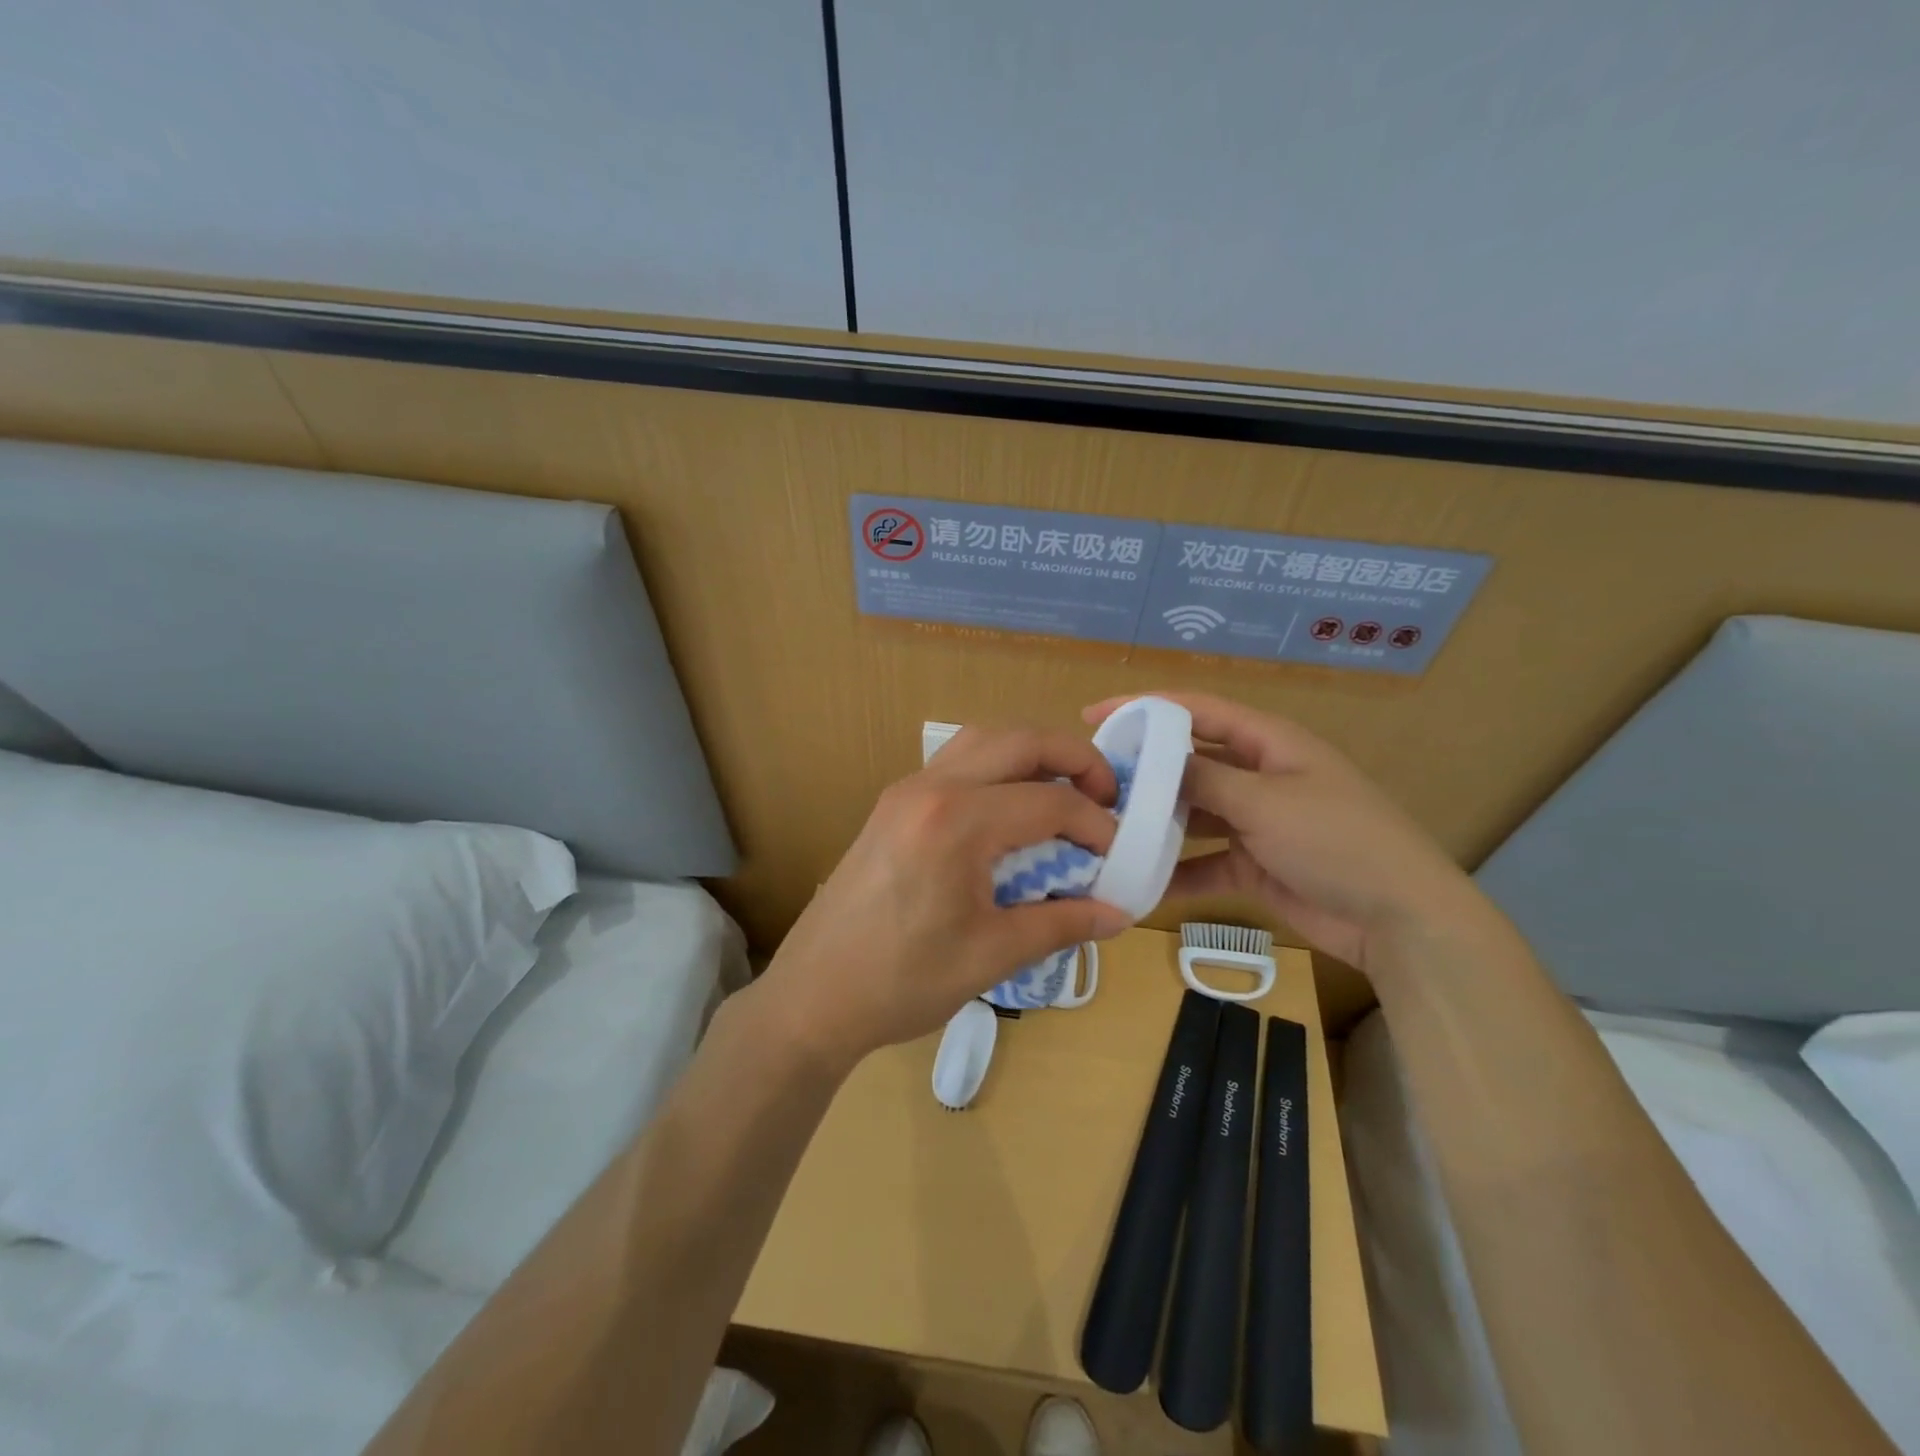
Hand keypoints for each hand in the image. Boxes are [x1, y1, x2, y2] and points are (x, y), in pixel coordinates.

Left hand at [746, 726, 1134, 1075]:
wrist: (812, 997)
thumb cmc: (902, 981)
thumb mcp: (992, 955)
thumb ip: (1061, 924)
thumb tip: (1117, 913)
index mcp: (957, 821)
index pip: (1048, 801)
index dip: (1094, 824)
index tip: (1117, 854)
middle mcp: (929, 787)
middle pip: (1018, 740)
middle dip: (1073, 758)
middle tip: (1106, 794)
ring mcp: (904, 791)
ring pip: (982, 740)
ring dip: (1030, 754)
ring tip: (1062, 791)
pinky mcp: (891, 805)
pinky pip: (955, 762)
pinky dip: (995, 768)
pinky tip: (1009, 810)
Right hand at [1084, 692, 1479, 973]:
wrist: (1399, 919)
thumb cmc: (1336, 840)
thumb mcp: (1265, 801)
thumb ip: (1204, 779)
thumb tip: (1153, 762)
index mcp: (1268, 742)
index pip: (1195, 711)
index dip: (1144, 708)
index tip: (1093, 716)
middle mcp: (1258, 775)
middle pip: (1188, 763)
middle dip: (1143, 772)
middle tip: (1092, 783)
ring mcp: (1255, 822)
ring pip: (1192, 814)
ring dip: (1156, 824)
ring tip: (1104, 831)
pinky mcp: (1253, 865)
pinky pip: (1204, 862)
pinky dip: (1176, 873)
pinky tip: (1138, 883)